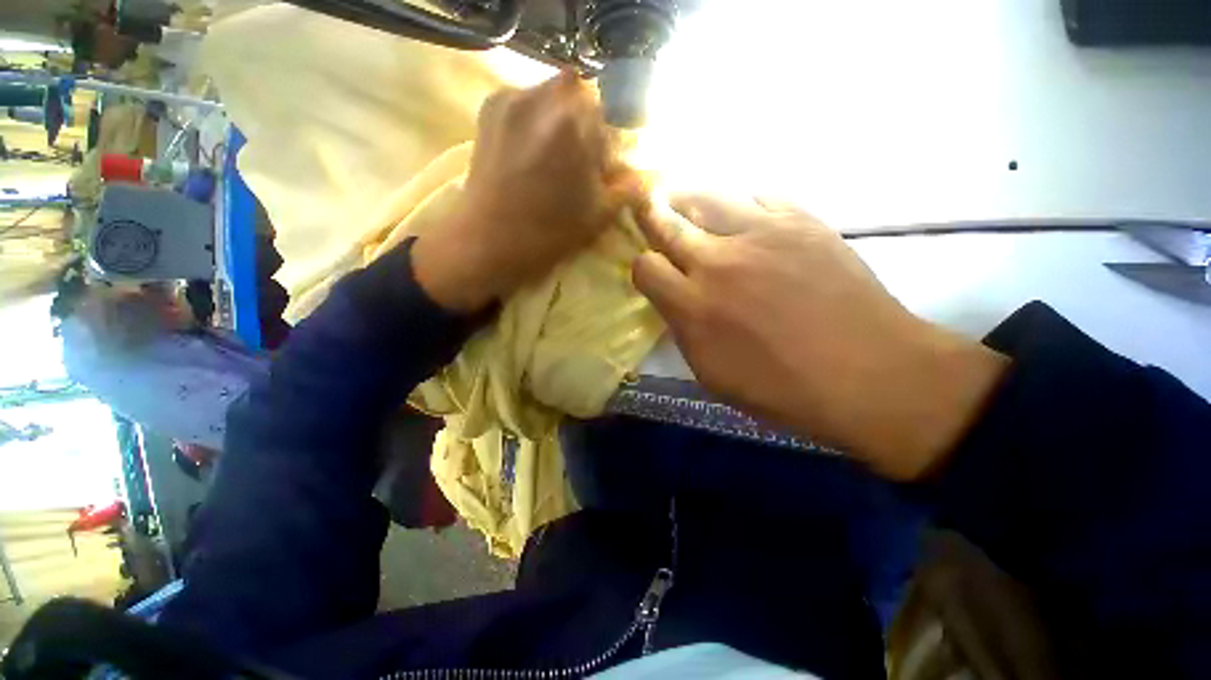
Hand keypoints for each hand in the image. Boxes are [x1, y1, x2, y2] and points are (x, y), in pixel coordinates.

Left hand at [413, 72, 640, 312]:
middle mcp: (544, 95)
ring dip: (560, 118)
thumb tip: (645, 175)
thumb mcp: (600, 214)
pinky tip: (529, 149)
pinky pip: (525, 99)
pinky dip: (535, 118)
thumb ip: (629, 188)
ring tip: (550, 156)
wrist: (489, 240)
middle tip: (577, 159)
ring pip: (552, 94)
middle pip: (581, 95)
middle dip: (585, 123)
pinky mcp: (490, 105)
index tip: (600, 168)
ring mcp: (512, 96)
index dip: (609, 142)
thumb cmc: (549, 231)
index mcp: (576, 122)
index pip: (611, 115)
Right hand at [632, 195, 1008, 479]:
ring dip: (687, 198)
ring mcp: (760, 235)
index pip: (645, 267)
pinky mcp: (800, 222)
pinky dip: (739, 200)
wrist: (868, 373)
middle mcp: (717, 263)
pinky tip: (738, 209)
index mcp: (693, 307)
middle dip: (650, 215)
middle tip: (645, 205)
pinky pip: (757, 194)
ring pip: (707, 197)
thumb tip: (676, 301)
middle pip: (667, 224)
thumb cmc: (783, 388)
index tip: (651, 271)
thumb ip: (685, 331)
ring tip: (682, 196)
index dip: (642, 266)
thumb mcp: (712, 375)